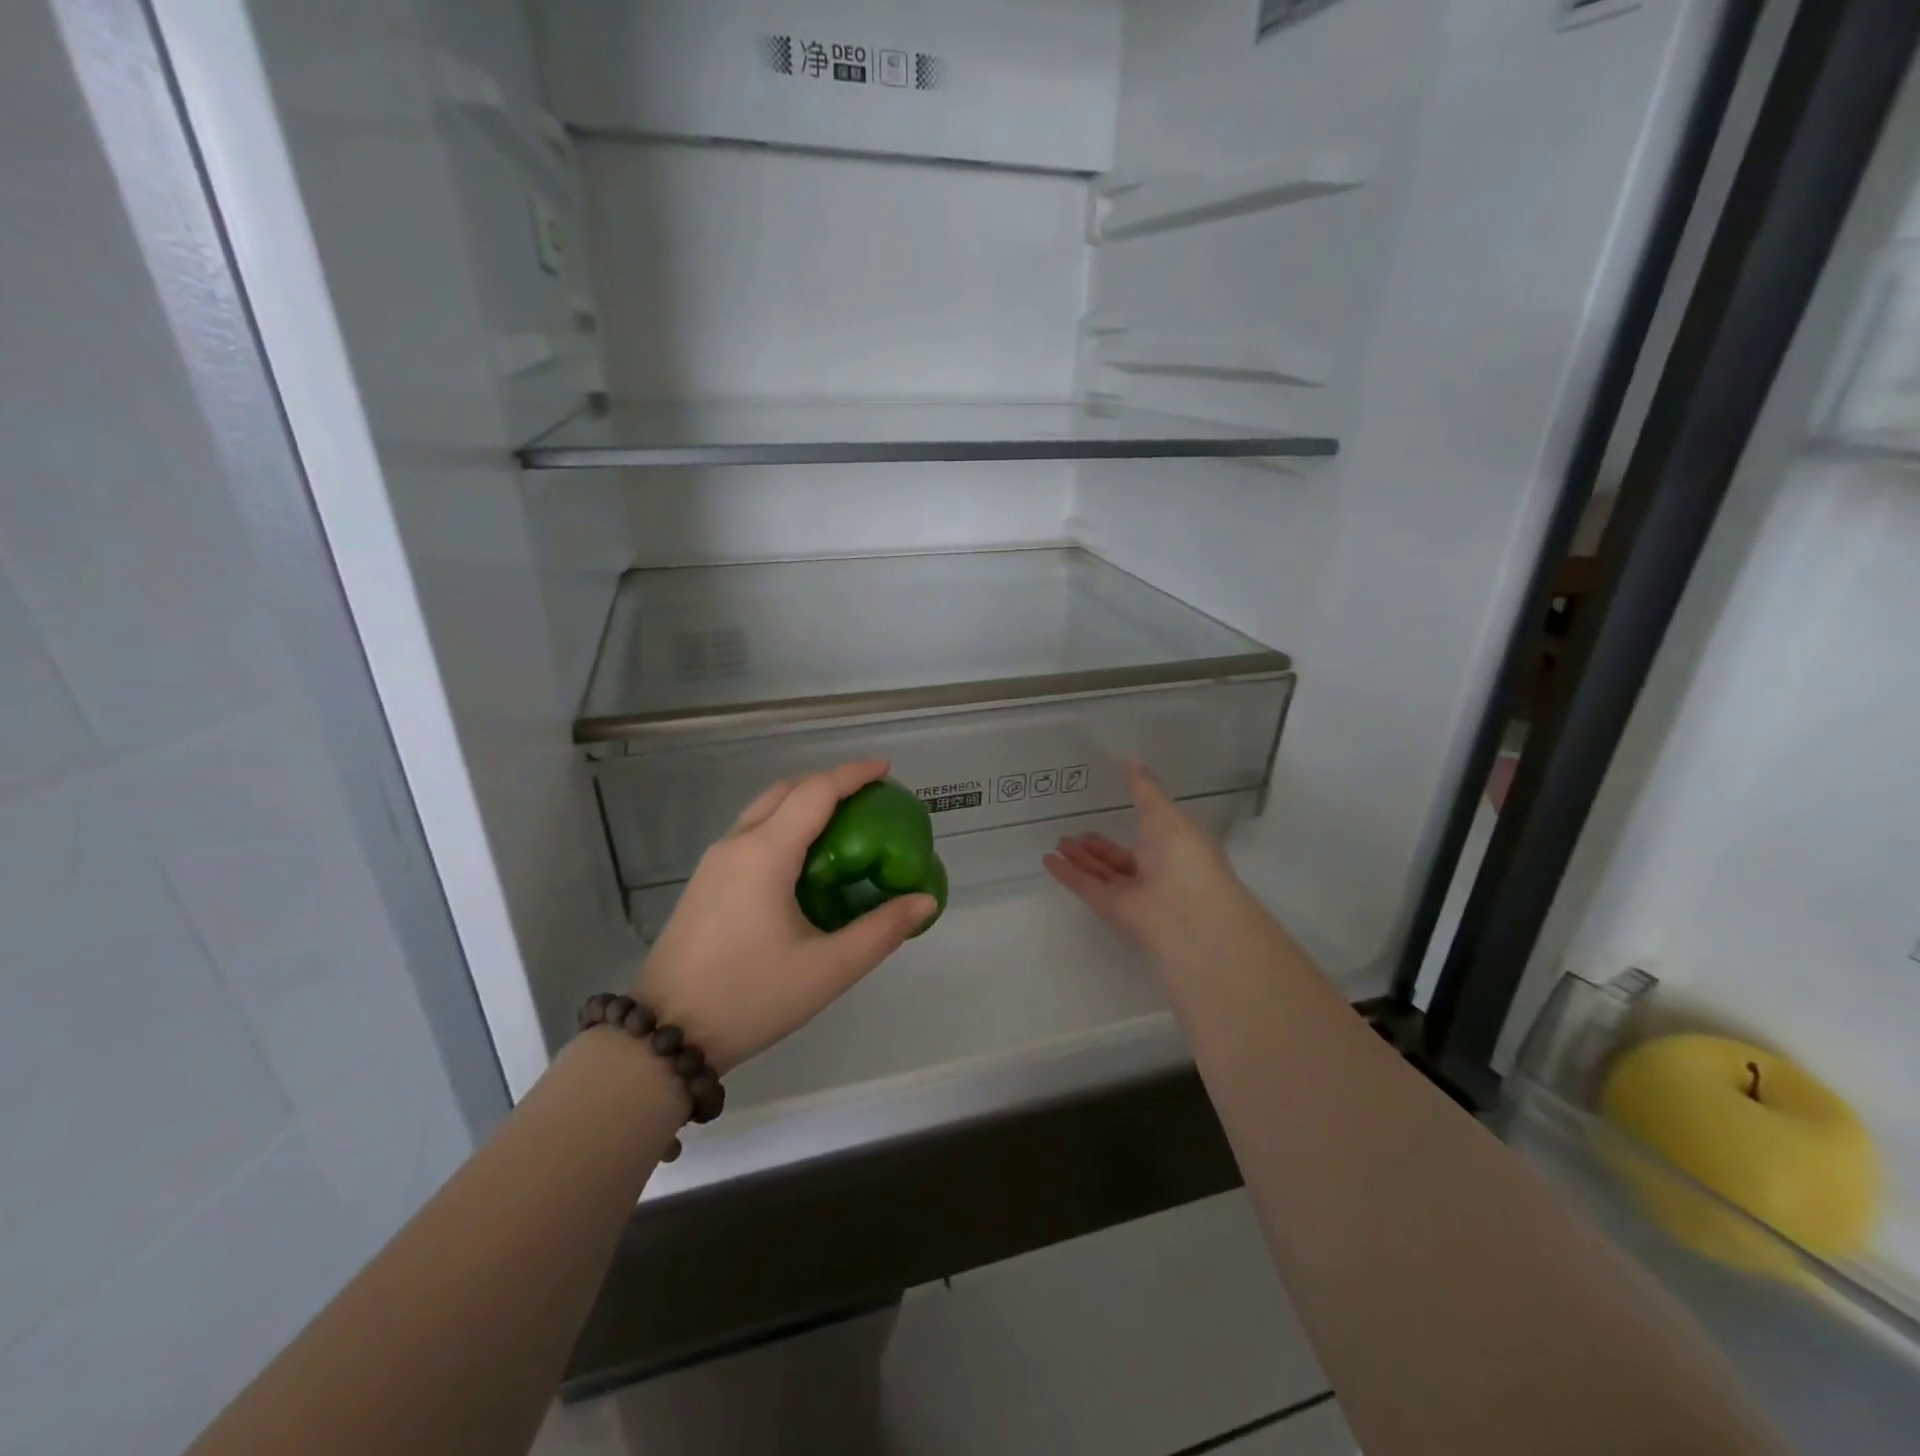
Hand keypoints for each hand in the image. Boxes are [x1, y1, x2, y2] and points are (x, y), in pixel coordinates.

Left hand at [634, 761, 937, 1073]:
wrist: (665, 1034)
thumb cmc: (751, 997)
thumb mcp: (828, 969)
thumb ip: (881, 931)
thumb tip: (924, 901)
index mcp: (766, 854)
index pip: (816, 792)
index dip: (853, 774)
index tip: (886, 769)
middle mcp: (737, 844)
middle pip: (787, 790)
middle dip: (829, 783)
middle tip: (868, 799)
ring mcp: (715, 861)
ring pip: (764, 809)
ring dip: (803, 802)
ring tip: (841, 823)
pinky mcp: (705, 882)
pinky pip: (750, 832)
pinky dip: (783, 824)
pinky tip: (803, 859)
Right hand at [1044, 762, 1252, 962]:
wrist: (1186, 910)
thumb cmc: (1183, 853)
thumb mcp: (1163, 811)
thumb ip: (1144, 788)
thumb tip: (1130, 759)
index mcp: (1177, 845)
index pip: (1153, 831)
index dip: (1135, 818)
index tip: (1111, 802)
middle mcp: (1158, 870)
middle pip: (1123, 857)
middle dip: (1100, 845)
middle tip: (1076, 831)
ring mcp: (1136, 892)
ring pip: (1104, 873)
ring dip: (1082, 858)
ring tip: (1059, 842)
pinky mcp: (1115, 910)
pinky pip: (1089, 887)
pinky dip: (1069, 875)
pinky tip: (1049, 860)